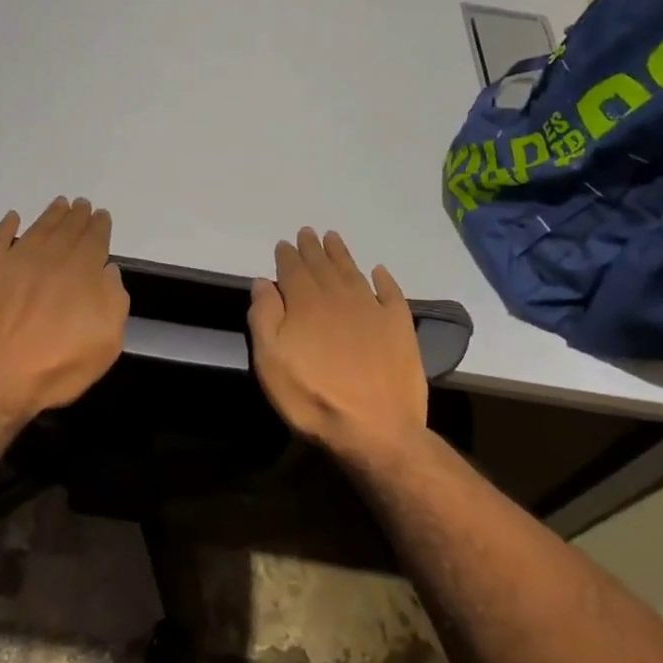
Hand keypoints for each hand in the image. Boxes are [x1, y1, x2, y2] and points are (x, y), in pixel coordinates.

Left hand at [0, 196, 129, 420]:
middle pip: (67, 229)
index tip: (101, 215)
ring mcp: (15, 260)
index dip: (99, 226)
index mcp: (82, 273)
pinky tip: (12, 218)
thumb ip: (113, 302)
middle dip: (77, 216)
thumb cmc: (54, 368)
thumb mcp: (104, 344)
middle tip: (81, 204)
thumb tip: (108, 271)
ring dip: (50, 215)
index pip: (95, 240)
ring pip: (37, 229)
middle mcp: (51, 258)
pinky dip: (6, 226)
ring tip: (58, 204)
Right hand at [248, 228, 428, 462]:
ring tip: (334, 239)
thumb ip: (264, 317)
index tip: (285, 244)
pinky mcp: (399, 327)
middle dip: (313, 248)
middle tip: (308, 233)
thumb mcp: (270, 361)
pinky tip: (379, 272)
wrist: (376, 428)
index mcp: (306, 303)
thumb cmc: (312, 397)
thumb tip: (263, 282)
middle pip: (323, 266)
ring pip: (353, 272)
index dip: (288, 256)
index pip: (293, 270)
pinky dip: (384, 280)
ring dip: (342, 255)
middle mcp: (339, 297)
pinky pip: (391, 294)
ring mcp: (373, 310)